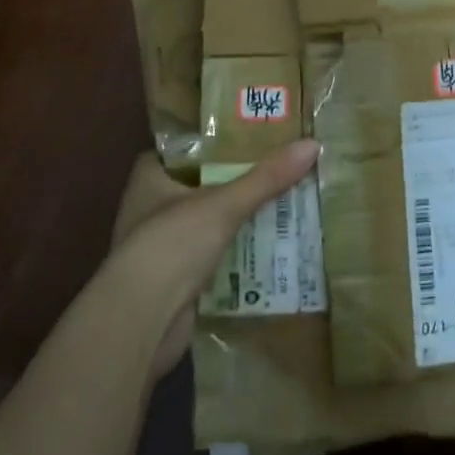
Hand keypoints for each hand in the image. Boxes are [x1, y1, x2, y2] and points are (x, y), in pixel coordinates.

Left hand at [104, 139, 318, 369]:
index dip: (211, 140)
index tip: (248, 133)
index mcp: (149, 179)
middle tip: (276, 164)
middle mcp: (150, 208)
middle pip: (199, 184)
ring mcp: (162, 246)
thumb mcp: (224, 204)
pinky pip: (213, 254)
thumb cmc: (172, 245)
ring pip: (208, 221)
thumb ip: (266, 177)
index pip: (181, 148)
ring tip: (283, 199)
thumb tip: (312, 144)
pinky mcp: (176, 279)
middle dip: (234, 179)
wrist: (142, 321)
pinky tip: (270, 243)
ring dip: (238, 217)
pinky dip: (237, 250)